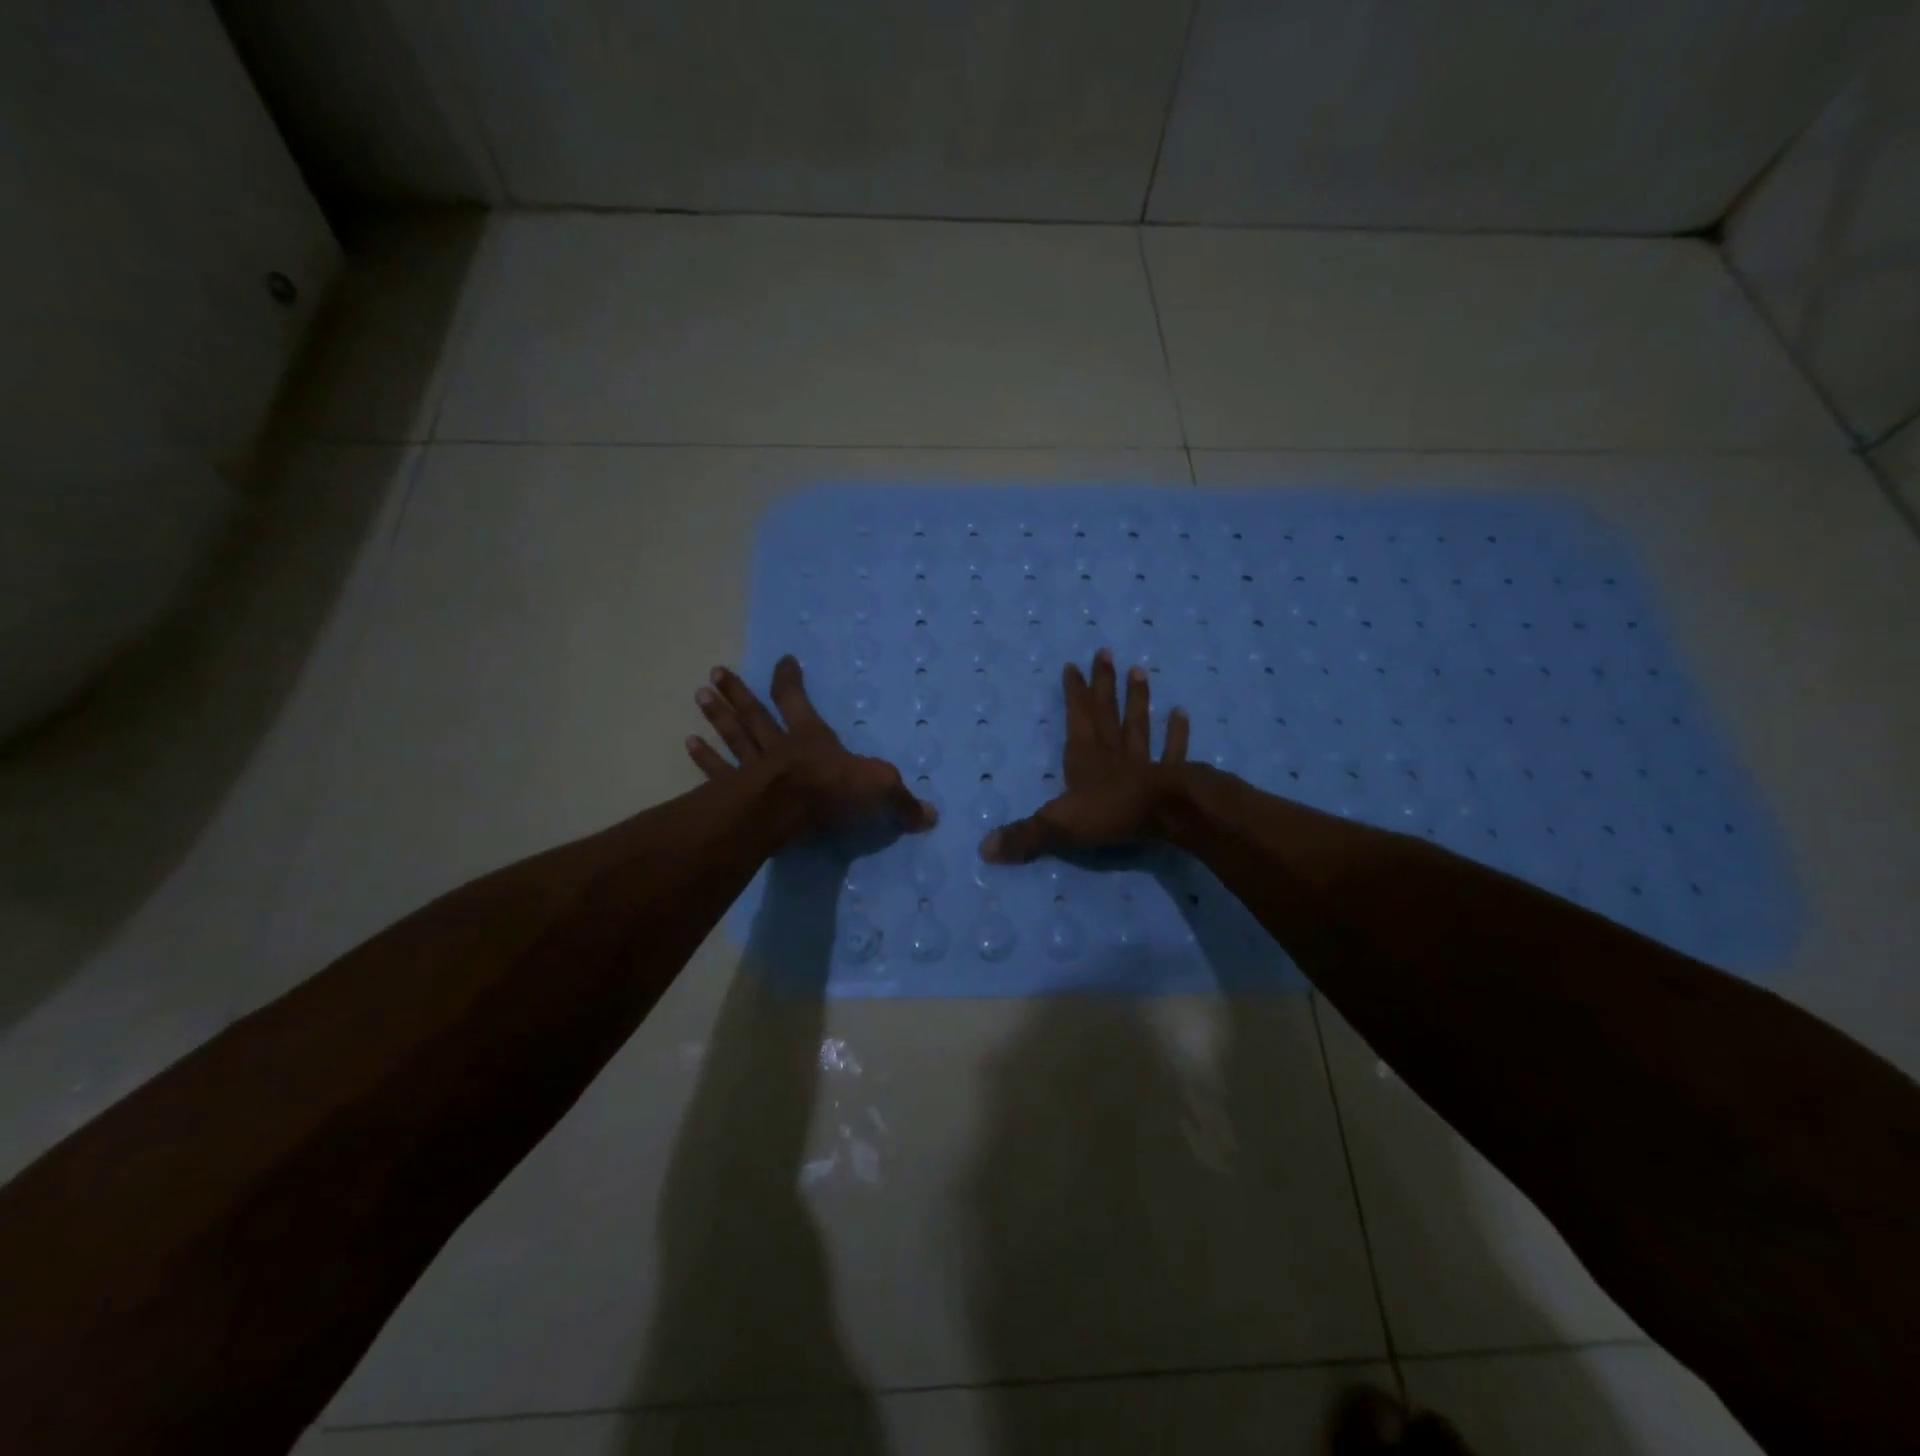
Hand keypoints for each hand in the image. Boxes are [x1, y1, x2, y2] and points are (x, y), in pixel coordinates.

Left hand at [688, 656, 937, 840]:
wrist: (790, 809)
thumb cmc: (833, 788)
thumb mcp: (878, 790)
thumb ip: (901, 802)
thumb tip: (931, 817)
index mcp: (811, 736)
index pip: (797, 700)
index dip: (790, 680)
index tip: (782, 661)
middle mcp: (778, 744)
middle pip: (755, 713)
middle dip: (738, 693)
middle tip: (715, 673)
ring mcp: (753, 766)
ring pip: (733, 735)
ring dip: (717, 716)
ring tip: (699, 694)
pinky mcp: (737, 790)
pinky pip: (717, 770)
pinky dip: (704, 757)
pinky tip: (688, 742)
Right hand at [979, 647, 1190, 863]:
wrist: (1167, 815)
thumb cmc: (1111, 814)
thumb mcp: (1058, 826)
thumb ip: (1024, 836)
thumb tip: (984, 849)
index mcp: (1085, 758)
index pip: (1076, 719)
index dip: (1074, 693)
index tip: (1072, 665)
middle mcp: (1113, 753)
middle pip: (1107, 712)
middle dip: (1104, 683)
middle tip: (1105, 652)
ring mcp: (1144, 762)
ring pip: (1138, 725)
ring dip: (1138, 699)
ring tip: (1139, 671)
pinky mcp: (1170, 775)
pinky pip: (1172, 750)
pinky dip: (1176, 733)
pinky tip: (1181, 713)